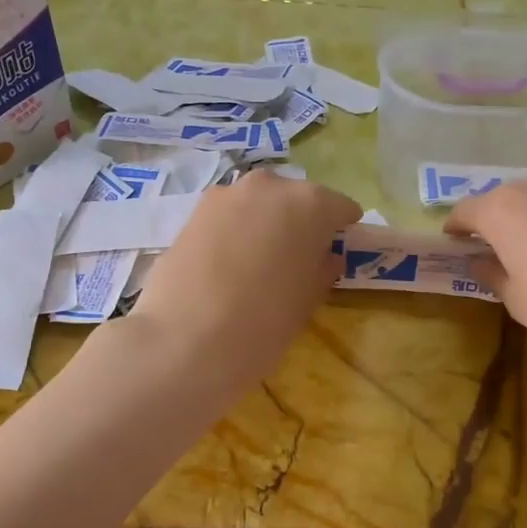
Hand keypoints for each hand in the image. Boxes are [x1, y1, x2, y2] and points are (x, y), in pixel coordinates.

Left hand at [123, 169, 360, 394]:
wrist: (185, 340)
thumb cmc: (264, 323)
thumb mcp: (307, 301)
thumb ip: (322, 270)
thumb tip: (326, 257)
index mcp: (311, 204)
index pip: (340, 207)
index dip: (342, 228)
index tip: (339, 248)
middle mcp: (270, 187)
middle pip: (297, 199)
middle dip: (301, 222)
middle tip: (298, 258)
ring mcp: (226, 195)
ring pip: (258, 204)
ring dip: (265, 224)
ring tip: (260, 262)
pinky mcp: (193, 213)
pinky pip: (228, 217)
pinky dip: (235, 232)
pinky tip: (228, 265)